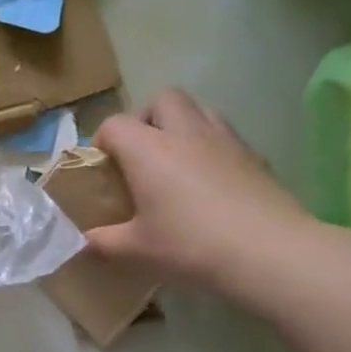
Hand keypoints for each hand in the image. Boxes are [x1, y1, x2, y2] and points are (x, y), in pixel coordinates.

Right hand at [86, 88, 315, 293]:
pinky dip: (211, 147)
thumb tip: (81, 243)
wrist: (269, 252)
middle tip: (142, 154)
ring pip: (199, 109)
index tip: (102, 168)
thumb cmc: (190, 245)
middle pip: (163, 99)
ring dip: (182, 125)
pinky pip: (226, 135)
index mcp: (148, 149)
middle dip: (147, 118)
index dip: (103, 141)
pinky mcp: (255, 155)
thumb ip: (103, 242)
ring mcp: (225, 140)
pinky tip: (211, 181)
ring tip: (177, 161)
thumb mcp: (137, 249)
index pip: (115, 124)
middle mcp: (185, 133)